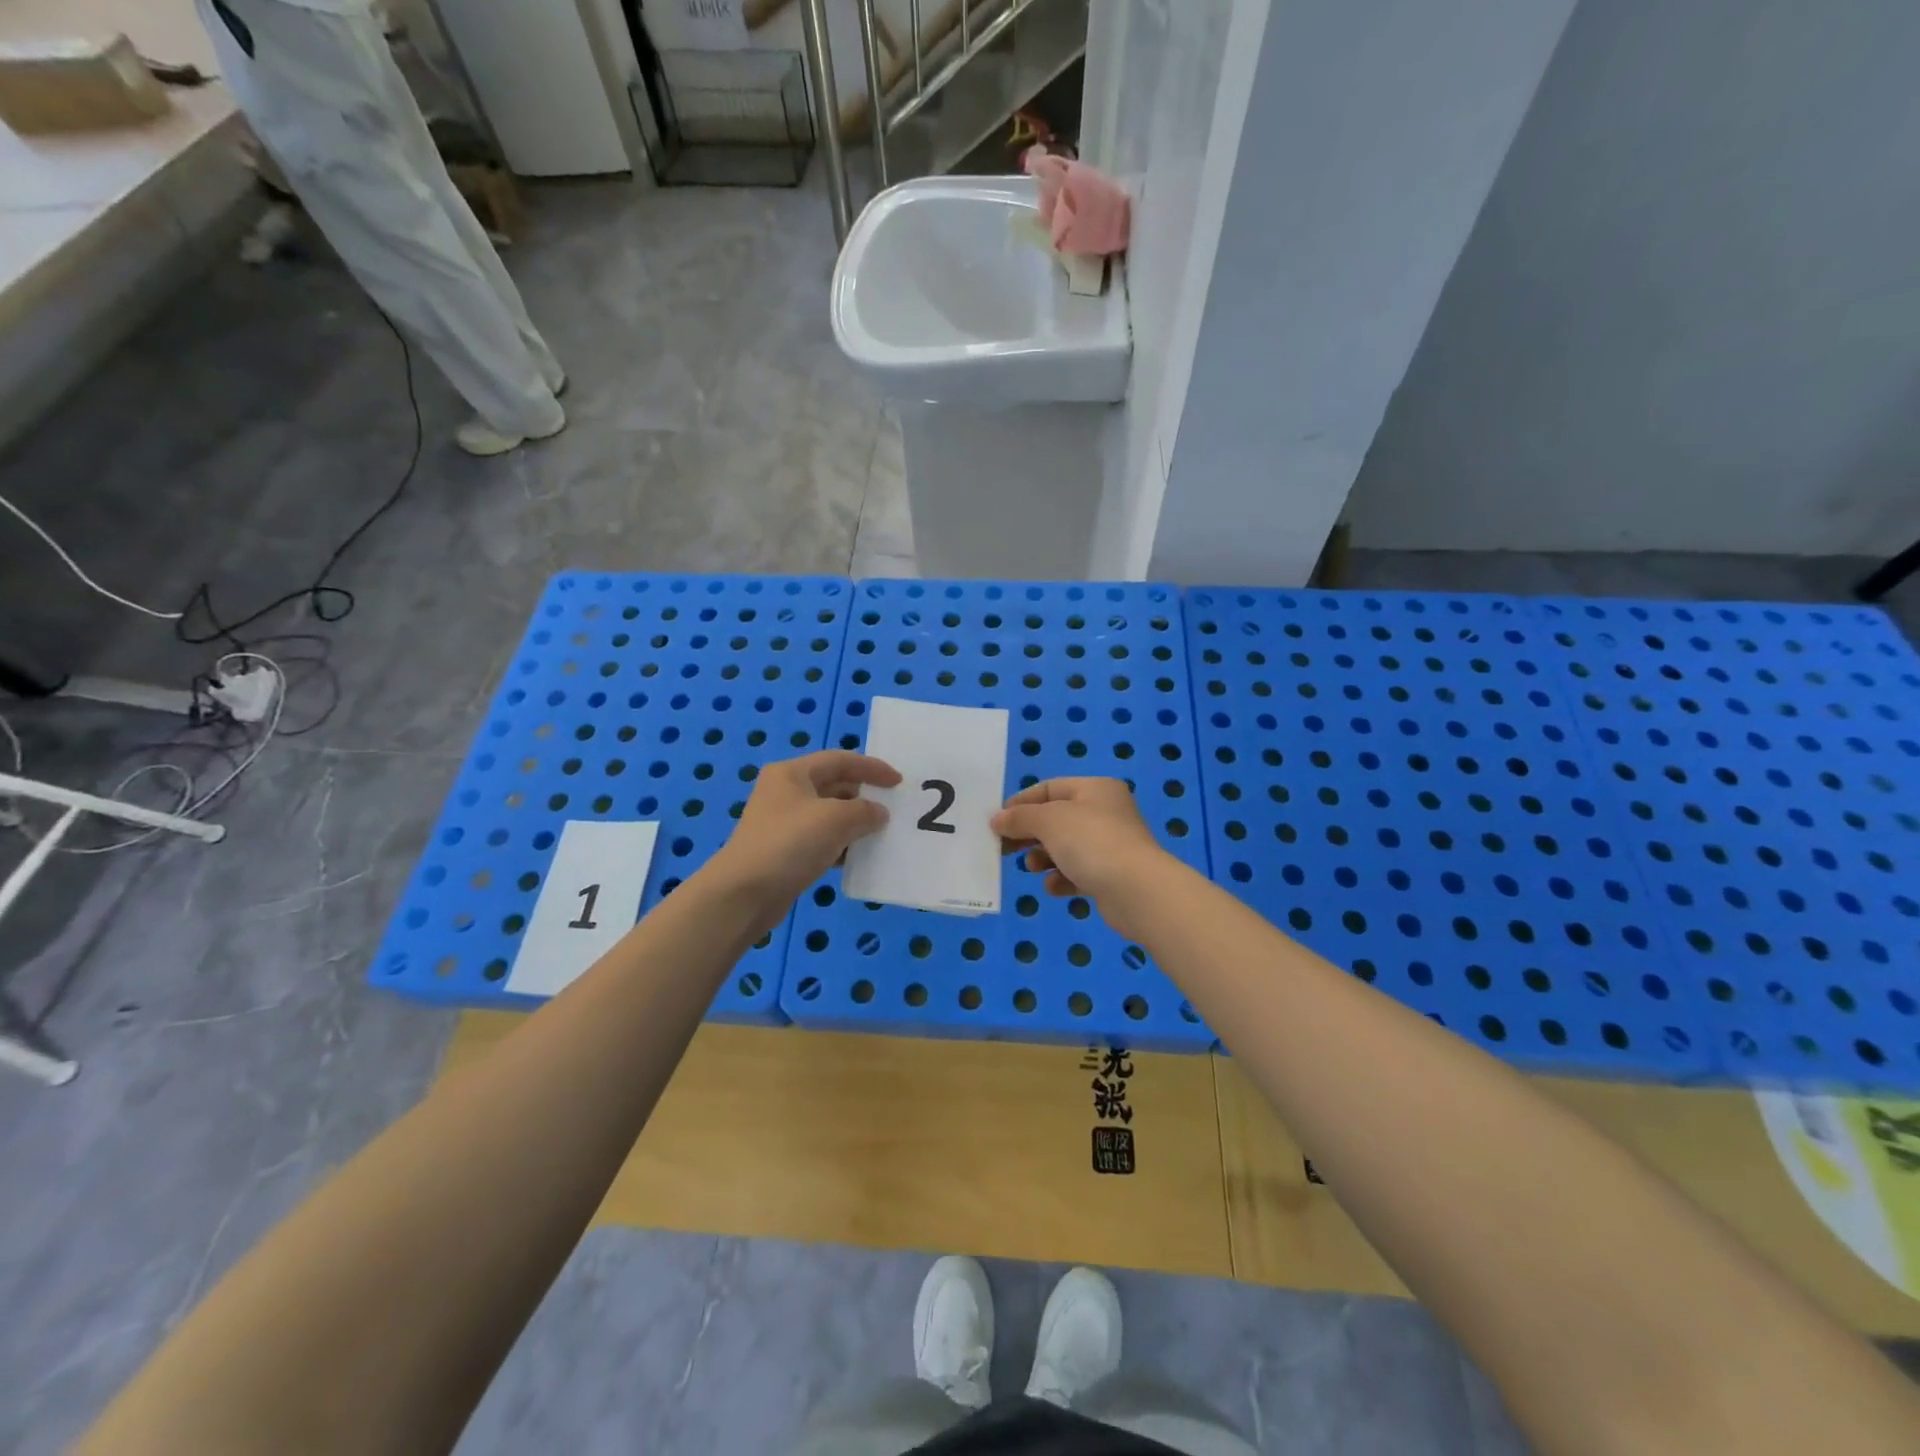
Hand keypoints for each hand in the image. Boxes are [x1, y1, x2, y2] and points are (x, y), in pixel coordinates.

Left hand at [709, 751, 900, 926]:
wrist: (744, 894)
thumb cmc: (790, 843)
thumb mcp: (836, 819)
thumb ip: (865, 811)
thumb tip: (878, 813)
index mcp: (792, 773)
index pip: (839, 760)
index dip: (871, 768)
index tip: (898, 782)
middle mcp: (785, 792)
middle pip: (833, 785)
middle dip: (863, 796)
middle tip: (892, 808)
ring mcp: (782, 822)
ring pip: (828, 815)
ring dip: (854, 822)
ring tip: (880, 834)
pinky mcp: (783, 851)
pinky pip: (820, 840)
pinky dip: (841, 844)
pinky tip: (857, 857)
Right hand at [990, 778, 1173, 942]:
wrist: (1137, 891)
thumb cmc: (1091, 842)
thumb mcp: (1048, 821)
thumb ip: (1020, 818)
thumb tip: (997, 819)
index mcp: (1095, 789)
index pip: (1050, 788)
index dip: (1021, 803)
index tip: (997, 821)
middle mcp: (1106, 812)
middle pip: (1056, 819)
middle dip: (1029, 833)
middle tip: (1004, 848)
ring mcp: (1111, 845)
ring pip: (1066, 847)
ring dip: (1044, 857)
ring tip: (1032, 867)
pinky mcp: (1112, 876)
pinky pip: (1078, 873)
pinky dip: (1062, 878)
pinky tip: (1053, 887)